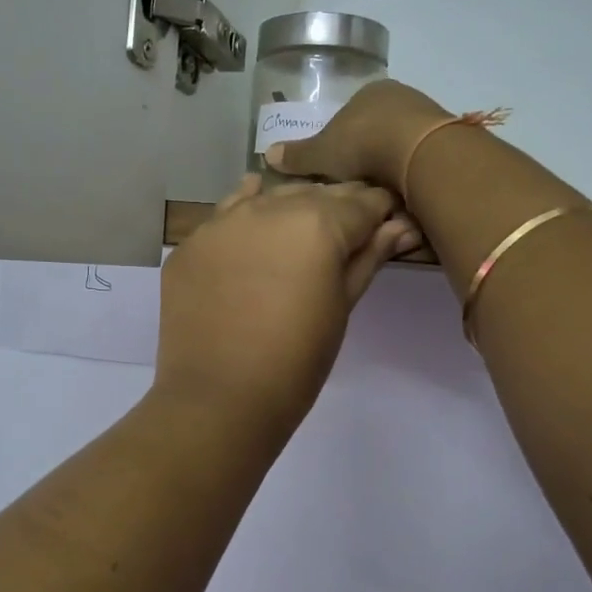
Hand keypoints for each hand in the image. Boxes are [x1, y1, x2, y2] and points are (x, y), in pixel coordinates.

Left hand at [154, 176, 420, 444]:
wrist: (219, 398)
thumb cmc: (296, 362)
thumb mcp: (342, 307)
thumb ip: (369, 257)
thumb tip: (400, 225)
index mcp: (318, 223)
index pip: (363, 201)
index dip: (381, 210)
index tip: (388, 223)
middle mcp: (269, 208)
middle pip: (315, 193)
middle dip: (337, 209)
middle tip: (346, 236)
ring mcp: (223, 221)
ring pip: (269, 197)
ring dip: (290, 210)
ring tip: (299, 239)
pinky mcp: (191, 243)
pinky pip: (226, 216)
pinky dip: (246, 218)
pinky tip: (254, 228)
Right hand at [264, 81, 452, 195]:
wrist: (421, 153)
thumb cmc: (364, 144)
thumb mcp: (322, 153)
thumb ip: (298, 156)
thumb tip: (267, 154)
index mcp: (370, 93)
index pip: (350, 117)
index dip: (340, 145)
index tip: (336, 171)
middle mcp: (401, 98)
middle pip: (377, 134)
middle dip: (367, 161)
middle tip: (356, 189)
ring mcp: (428, 118)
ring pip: (401, 150)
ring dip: (391, 173)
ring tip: (379, 201)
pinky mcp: (449, 142)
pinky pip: (422, 164)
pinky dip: (412, 181)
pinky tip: (404, 199)